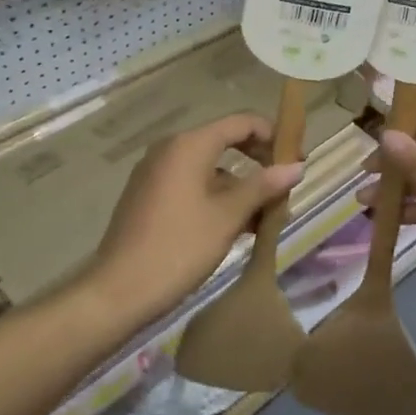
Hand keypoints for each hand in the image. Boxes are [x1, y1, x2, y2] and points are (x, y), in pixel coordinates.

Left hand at [89, 113, 303, 319]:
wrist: (118, 291)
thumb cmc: (179, 247)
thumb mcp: (227, 217)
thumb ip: (262, 186)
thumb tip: (297, 166)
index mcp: (189, 145)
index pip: (241, 122)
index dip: (272, 135)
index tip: (296, 160)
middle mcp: (170, 149)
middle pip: (224, 142)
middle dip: (258, 163)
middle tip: (284, 188)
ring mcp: (155, 172)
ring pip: (209, 167)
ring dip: (239, 186)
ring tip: (264, 217)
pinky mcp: (148, 195)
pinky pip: (191, 184)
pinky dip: (216, 197)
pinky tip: (234, 227)